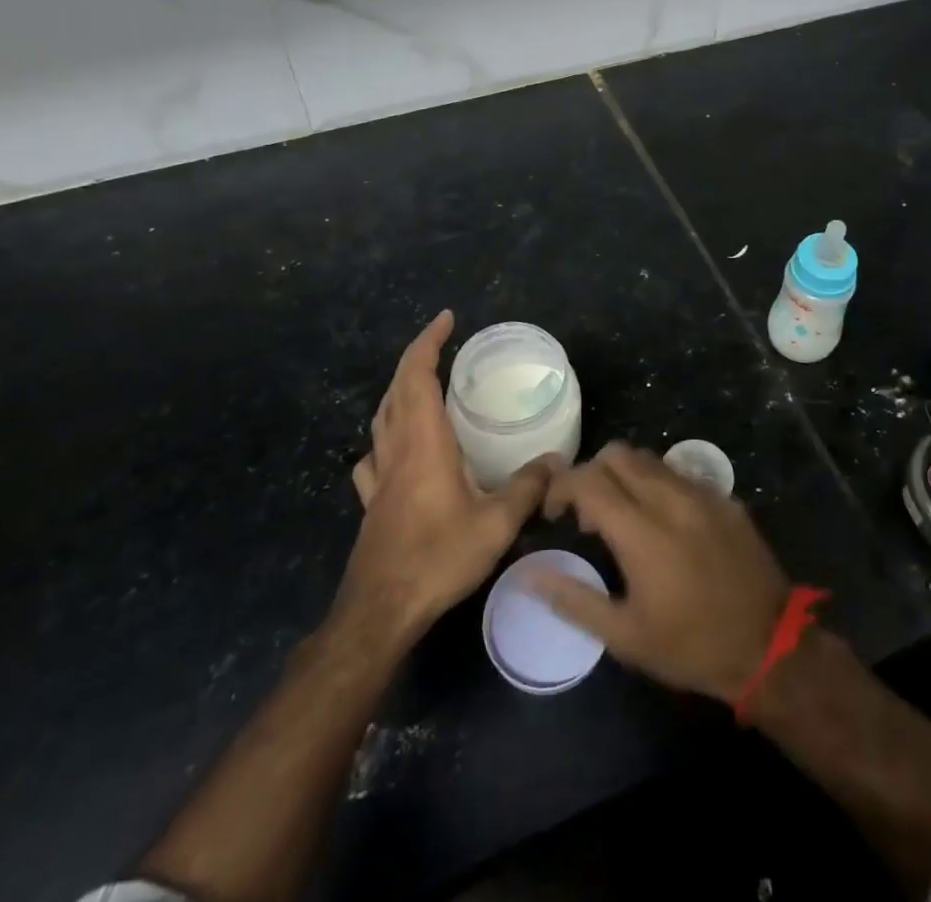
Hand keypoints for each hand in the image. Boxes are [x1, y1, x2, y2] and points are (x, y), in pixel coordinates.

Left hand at [339, 311, 559, 641]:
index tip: (447, 318)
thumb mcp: (496, 523)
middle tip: (441, 343)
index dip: (428, 342)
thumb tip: (558, 461)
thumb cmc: (438, 558)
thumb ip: (528, 487)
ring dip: (399, 391)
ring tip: (422, 385)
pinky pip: (373, 454)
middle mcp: (397, 449)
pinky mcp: (372, 502)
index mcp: (424, 442)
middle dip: (415, 357)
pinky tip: (394, 448)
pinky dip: (384, 435)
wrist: (380, 610)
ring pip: (381, 417)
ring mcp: (379, 476)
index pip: (418, 375)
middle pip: (396, 389)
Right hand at [534, 441, 789, 702]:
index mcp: (641, 531)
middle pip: (617, 454)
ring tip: (624, 516)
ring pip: (650, 458)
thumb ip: (573, 599)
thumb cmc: (690, 646)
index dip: (562, 487)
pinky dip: (658, 484)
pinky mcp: (725, 497)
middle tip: (589, 514)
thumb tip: (529, 574)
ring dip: (625, 476)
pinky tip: (664, 522)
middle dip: (592, 473)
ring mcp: (702, 493)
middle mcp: (671, 498)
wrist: (769, 645)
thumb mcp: (625, 636)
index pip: (589, 478)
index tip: (555, 513)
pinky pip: (680, 473)